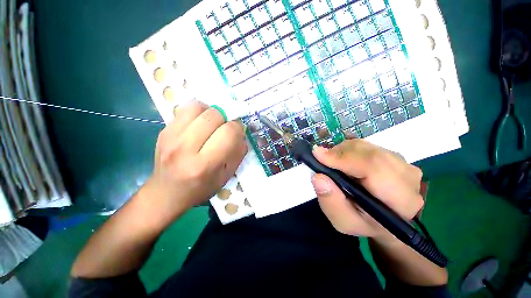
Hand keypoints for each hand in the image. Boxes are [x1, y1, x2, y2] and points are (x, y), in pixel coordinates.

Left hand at [143, 100, 246, 224]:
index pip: (228, 132)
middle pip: (214, 115)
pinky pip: (186, 109)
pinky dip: (198, 113)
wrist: (166, 193)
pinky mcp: (163, 130)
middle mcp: (185, 148)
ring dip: (211, 113)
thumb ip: (238, 152)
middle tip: (224, 130)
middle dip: (226, 119)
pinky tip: (199, 125)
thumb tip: (240, 132)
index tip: (238, 133)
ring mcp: (170, 137)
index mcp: (204, 165)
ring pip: (198, 107)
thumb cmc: (201, 188)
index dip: (238, 128)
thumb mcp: (226, 176)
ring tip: (212, 125)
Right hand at [311, 139, 423, 242]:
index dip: (343, 158)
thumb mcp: (343, 221)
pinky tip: (345, 162)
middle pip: (368, 152)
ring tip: (334, 165)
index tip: (317, 154)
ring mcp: (403, 163)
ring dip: (343, 152)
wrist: (383, 219)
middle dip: (339, 154)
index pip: (373, 167)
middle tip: (322, 161)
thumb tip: (318, 177)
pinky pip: (366, 145)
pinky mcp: (394, 155)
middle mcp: (408, 176)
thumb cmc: (363, 223)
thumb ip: (331, 202)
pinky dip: (349, 150)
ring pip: (365, 146)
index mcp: (401, 200)